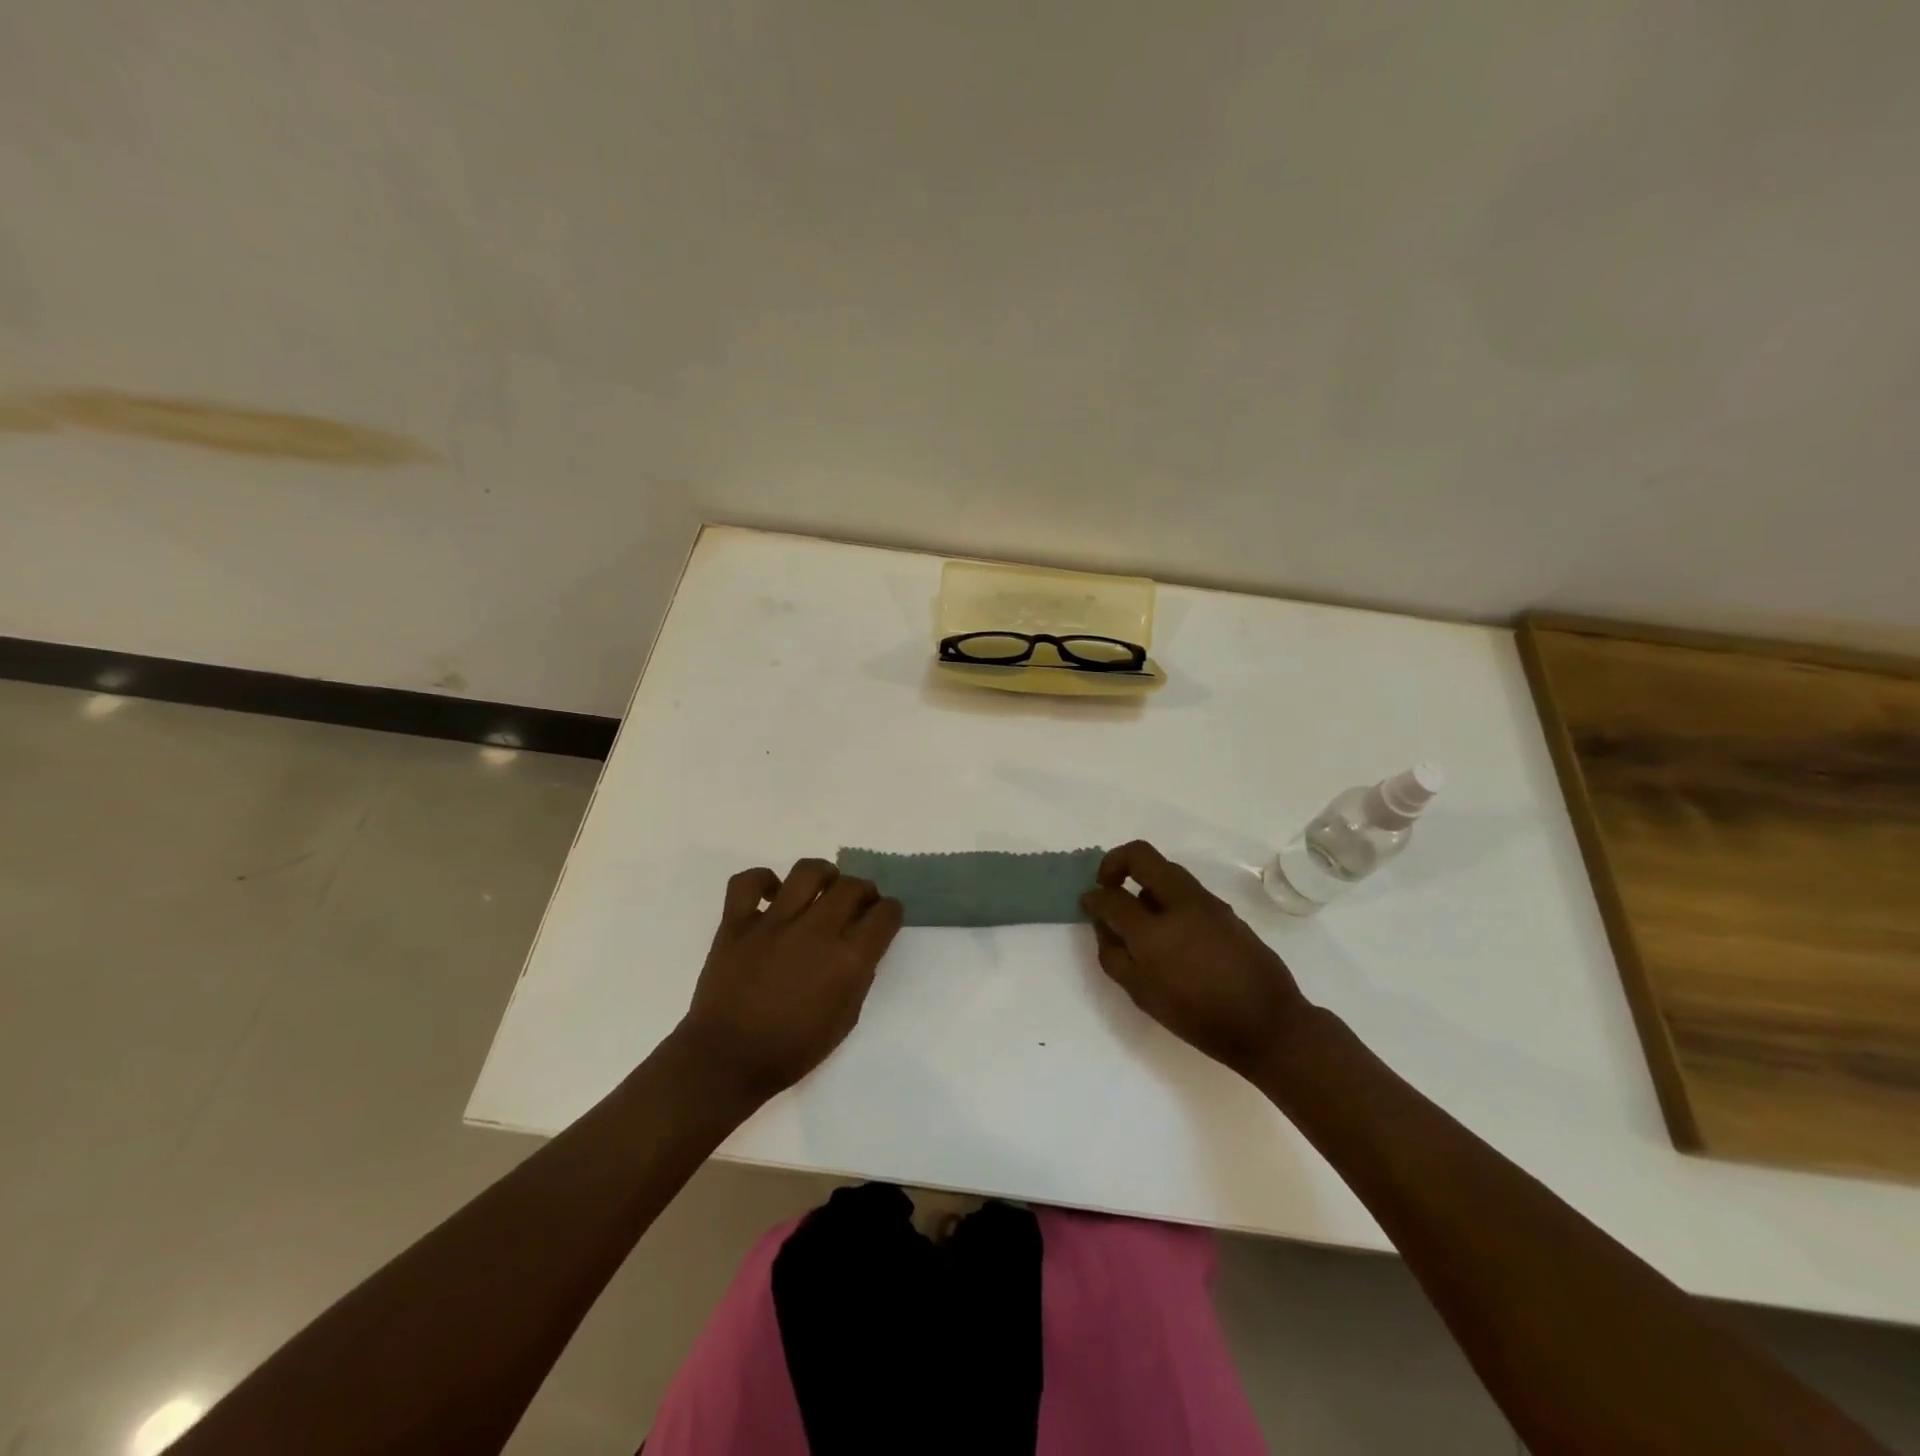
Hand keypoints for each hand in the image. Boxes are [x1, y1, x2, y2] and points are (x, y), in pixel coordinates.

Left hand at [676, 859, 903, 1103]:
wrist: (727, 1061)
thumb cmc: (792, 1050)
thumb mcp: (845, 1020)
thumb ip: (859, 977)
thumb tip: (861, 948)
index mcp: (848, 959)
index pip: (885, 914)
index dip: (890, 913)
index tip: (884, 918)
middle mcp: (816, 930)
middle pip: (852, 886)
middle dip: (864, 891)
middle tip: (857, 904)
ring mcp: (774, 922)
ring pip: (808, 871)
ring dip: (824, 875)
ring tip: (822, 888)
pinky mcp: (737, 922)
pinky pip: (748, 881)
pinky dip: (762, 880)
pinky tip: (771, 895)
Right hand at [1081, 840, 1312, 1080]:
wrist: (1268, 1024)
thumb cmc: (1198, 1017)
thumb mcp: (1142, 996)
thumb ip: (1114, 956)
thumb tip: (1104, 925)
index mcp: (1153, 930)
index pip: (1111, 896)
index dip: (1092, 897)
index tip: (1087, 903)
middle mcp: (1179, 903)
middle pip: (1141, 855)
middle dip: (1116, 862)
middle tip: (1108, 885)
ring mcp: (1206, 902)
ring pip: (1166, 869)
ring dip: (1144, 879)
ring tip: (1138, 912)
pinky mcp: (1224, 909)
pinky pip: (1185, 889)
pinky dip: (1166, 895)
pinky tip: (1168, 927)